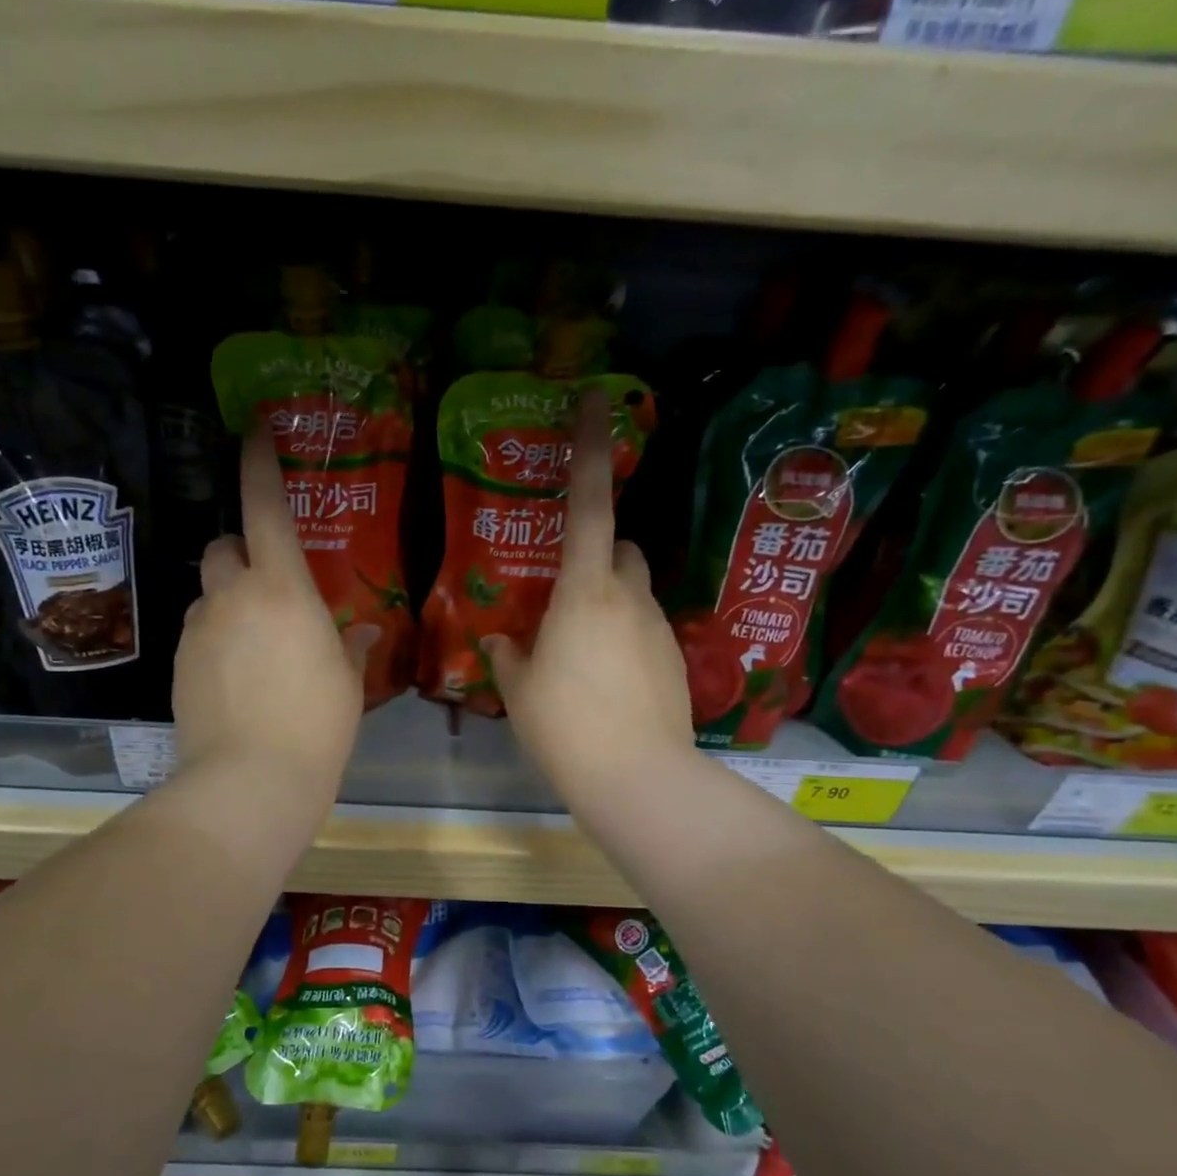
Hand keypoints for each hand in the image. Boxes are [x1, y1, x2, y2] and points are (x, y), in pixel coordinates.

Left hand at [173, 423, 375, 803]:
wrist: (251, 781)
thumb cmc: (317, 727)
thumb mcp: (347, 684)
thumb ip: (350, 647)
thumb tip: (359, 631)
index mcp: (283, 590)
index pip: (265, 507)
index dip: (259, 465)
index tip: (256, 433)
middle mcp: (233, 596)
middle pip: (223, 545)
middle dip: (242, 552)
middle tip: (268, 585)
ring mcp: (199, 629)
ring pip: (208, 592)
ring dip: (228, 600)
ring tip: (255, 644)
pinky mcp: (178, 664)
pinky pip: (198, 631)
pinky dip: (216, 638)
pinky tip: (236, 678)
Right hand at [482, 389, 694, 810]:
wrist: (636, 776)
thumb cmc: (565, 727)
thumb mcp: (520, 691)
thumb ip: (508, 657)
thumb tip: (500, 642)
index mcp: (584, 592)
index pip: (589, 504)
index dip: (588, 449)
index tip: (593, 398)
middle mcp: (629, 597)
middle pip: (621, 548)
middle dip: (599, 555)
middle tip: (565, 593)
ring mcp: (659, 627)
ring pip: (635, 592)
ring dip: (609, 602)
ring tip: (581, 653)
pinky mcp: (676, 659)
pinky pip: (646, 629)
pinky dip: (626, 638)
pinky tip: (608, 682)